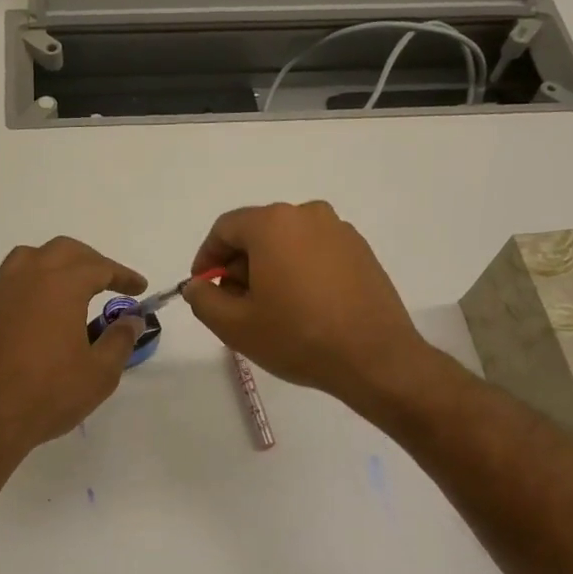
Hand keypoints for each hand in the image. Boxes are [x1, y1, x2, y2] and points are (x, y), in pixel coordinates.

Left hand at [0, 237, 147, 459]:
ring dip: (52, 264)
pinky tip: (29, 307)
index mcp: (61, 285)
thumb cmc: (50, 393)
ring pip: (27, 258)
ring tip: (67, 286)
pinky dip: (23, 285)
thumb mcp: (100, 372)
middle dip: (89, 261)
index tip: (139, 288)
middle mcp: (27, 277)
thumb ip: (120, 339)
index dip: (123, 275)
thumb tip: (132, 319)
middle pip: (62, 251)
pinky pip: (4, 283)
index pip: (99, 267)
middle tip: (107, 282)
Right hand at [181, 201, 431, 408]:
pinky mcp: (361, 252)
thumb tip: (198, 285)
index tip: (203, 288)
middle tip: (234, 305)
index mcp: (273, 223)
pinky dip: (299, 272)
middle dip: (238, 265)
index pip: (225, 229)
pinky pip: (315, 253)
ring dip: (269, 270)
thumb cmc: (297, 337)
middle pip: (257, 233)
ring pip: (287, 243)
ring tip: (269, 310)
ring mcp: (340, 231)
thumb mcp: (234, 325)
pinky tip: (301, 308)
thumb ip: (204, 299)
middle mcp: (308, 215)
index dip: (206, 258)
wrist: (374, 358)